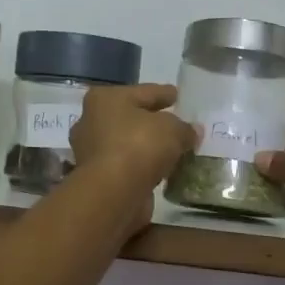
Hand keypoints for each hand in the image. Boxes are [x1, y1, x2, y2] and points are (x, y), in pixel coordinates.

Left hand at [69, 83, 196, 195]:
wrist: (113, 192)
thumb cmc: (139, 146)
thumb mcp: (172, 129)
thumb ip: (184, 128)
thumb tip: (192, 131)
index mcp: (106, 99)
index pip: (144, 92)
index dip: (163, 93)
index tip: (178, 95)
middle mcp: (92, 121)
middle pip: (132, 117)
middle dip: (154, 122)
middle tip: (178, 125)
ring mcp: (92, 151)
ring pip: (129, 143)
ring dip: (148, 147)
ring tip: (174, 151)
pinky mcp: (98, 177)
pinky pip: (128, 165)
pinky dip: (143, 167)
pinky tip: (162, 171)